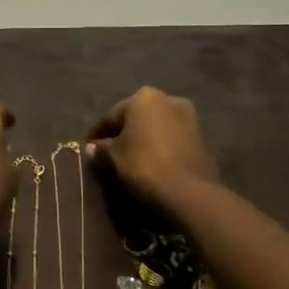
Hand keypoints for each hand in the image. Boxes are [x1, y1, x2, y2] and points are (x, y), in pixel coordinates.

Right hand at [85, 86, 221, 207]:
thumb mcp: (114, 157)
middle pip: (136, 118)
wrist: (189, 191)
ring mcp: (188, 117)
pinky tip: (152, 163)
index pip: (111, 116)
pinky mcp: (201, 138)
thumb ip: (101, 149)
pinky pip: (171, 140)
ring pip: (156, 127)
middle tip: (109, 152)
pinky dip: (160, 148)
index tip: (88, 147)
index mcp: (143, 97)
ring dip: (143, 140)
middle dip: (123, 133)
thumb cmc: (144, 165)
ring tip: (130, 159)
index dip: (97, 133)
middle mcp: (168, 99)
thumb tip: (92, 147)